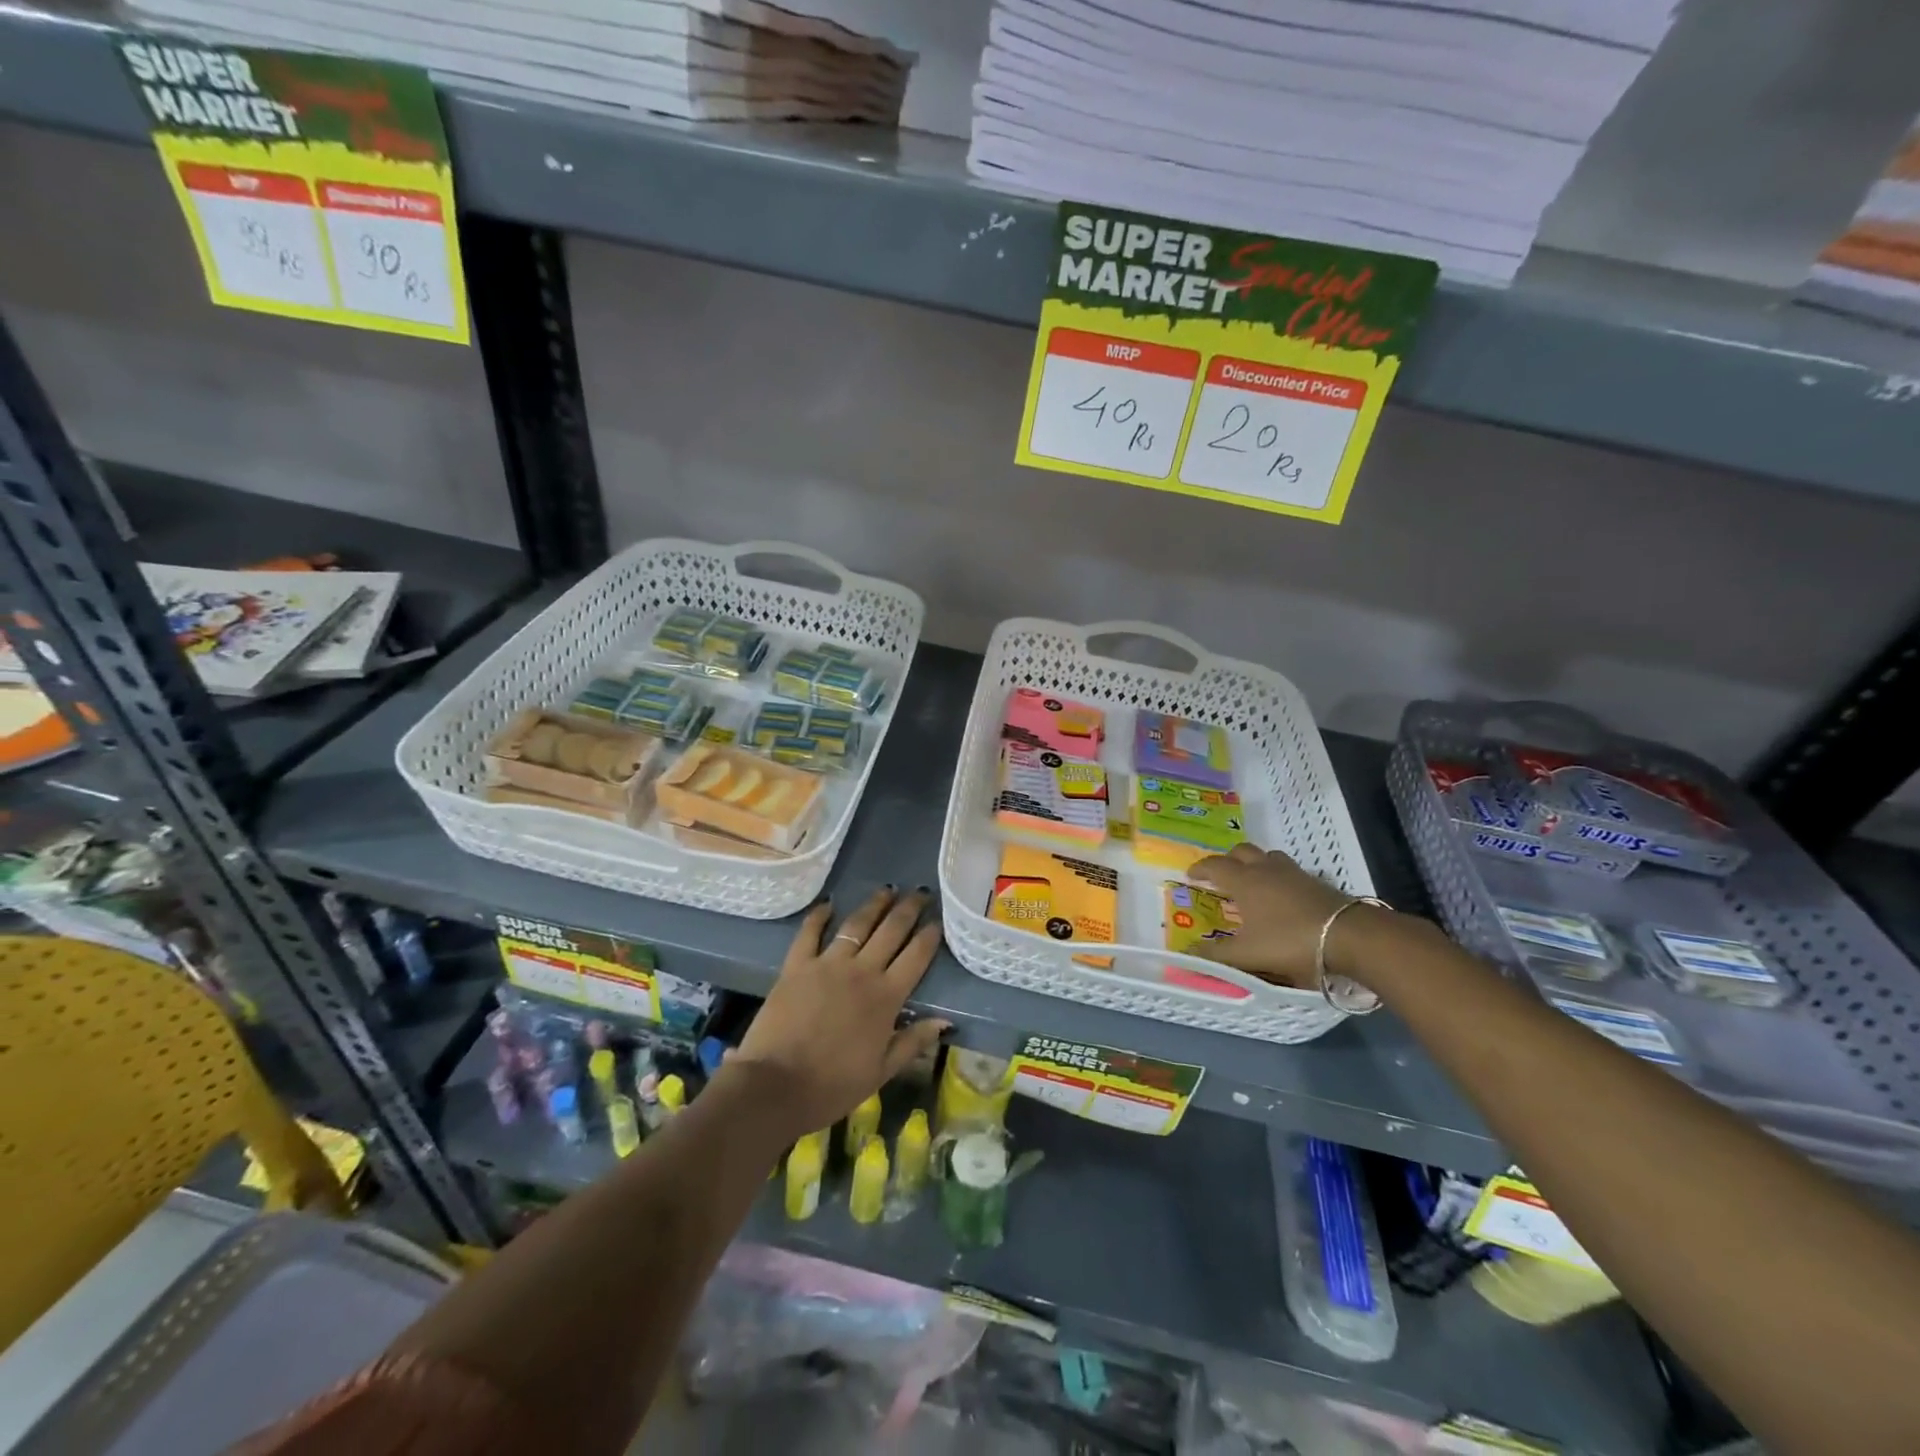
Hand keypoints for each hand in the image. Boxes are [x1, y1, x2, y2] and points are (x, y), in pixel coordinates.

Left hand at [730, 887, 948, 1139]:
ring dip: (874, 905)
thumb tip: (945, 1021)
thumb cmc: (832, 1086)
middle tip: (921, 892)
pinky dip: (819, 916)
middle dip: (909, 909)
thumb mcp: (881, 1072)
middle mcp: (861, 971)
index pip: (916, 957)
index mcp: (886, 997)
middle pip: (891, 931)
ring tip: (887, 890)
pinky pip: (810, 933)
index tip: (938, 921)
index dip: (930, 936)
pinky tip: (828, 904)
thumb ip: (913, 1042)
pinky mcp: (796, 966)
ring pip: (856, 925)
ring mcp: (827, 964)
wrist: (775, 1087)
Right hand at [1189, 843, 1380, 989]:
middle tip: (1220, 875)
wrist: (1348, 936)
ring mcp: (1293, 873)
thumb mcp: (1248, 954)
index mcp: (1244, 881)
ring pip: (1268, 857)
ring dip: (1255, 863)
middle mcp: (1265, 869)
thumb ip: (1217, 954)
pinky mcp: (1316, 882)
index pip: (1215, 866)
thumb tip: (1187, 953)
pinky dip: (1277, 876)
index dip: (1200, 869)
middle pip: (1241, 852)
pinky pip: (1288, 870)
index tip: (1190, 875)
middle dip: (1227, 860)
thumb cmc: (1289, 940)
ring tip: (1252, 880)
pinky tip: (1282, 895)